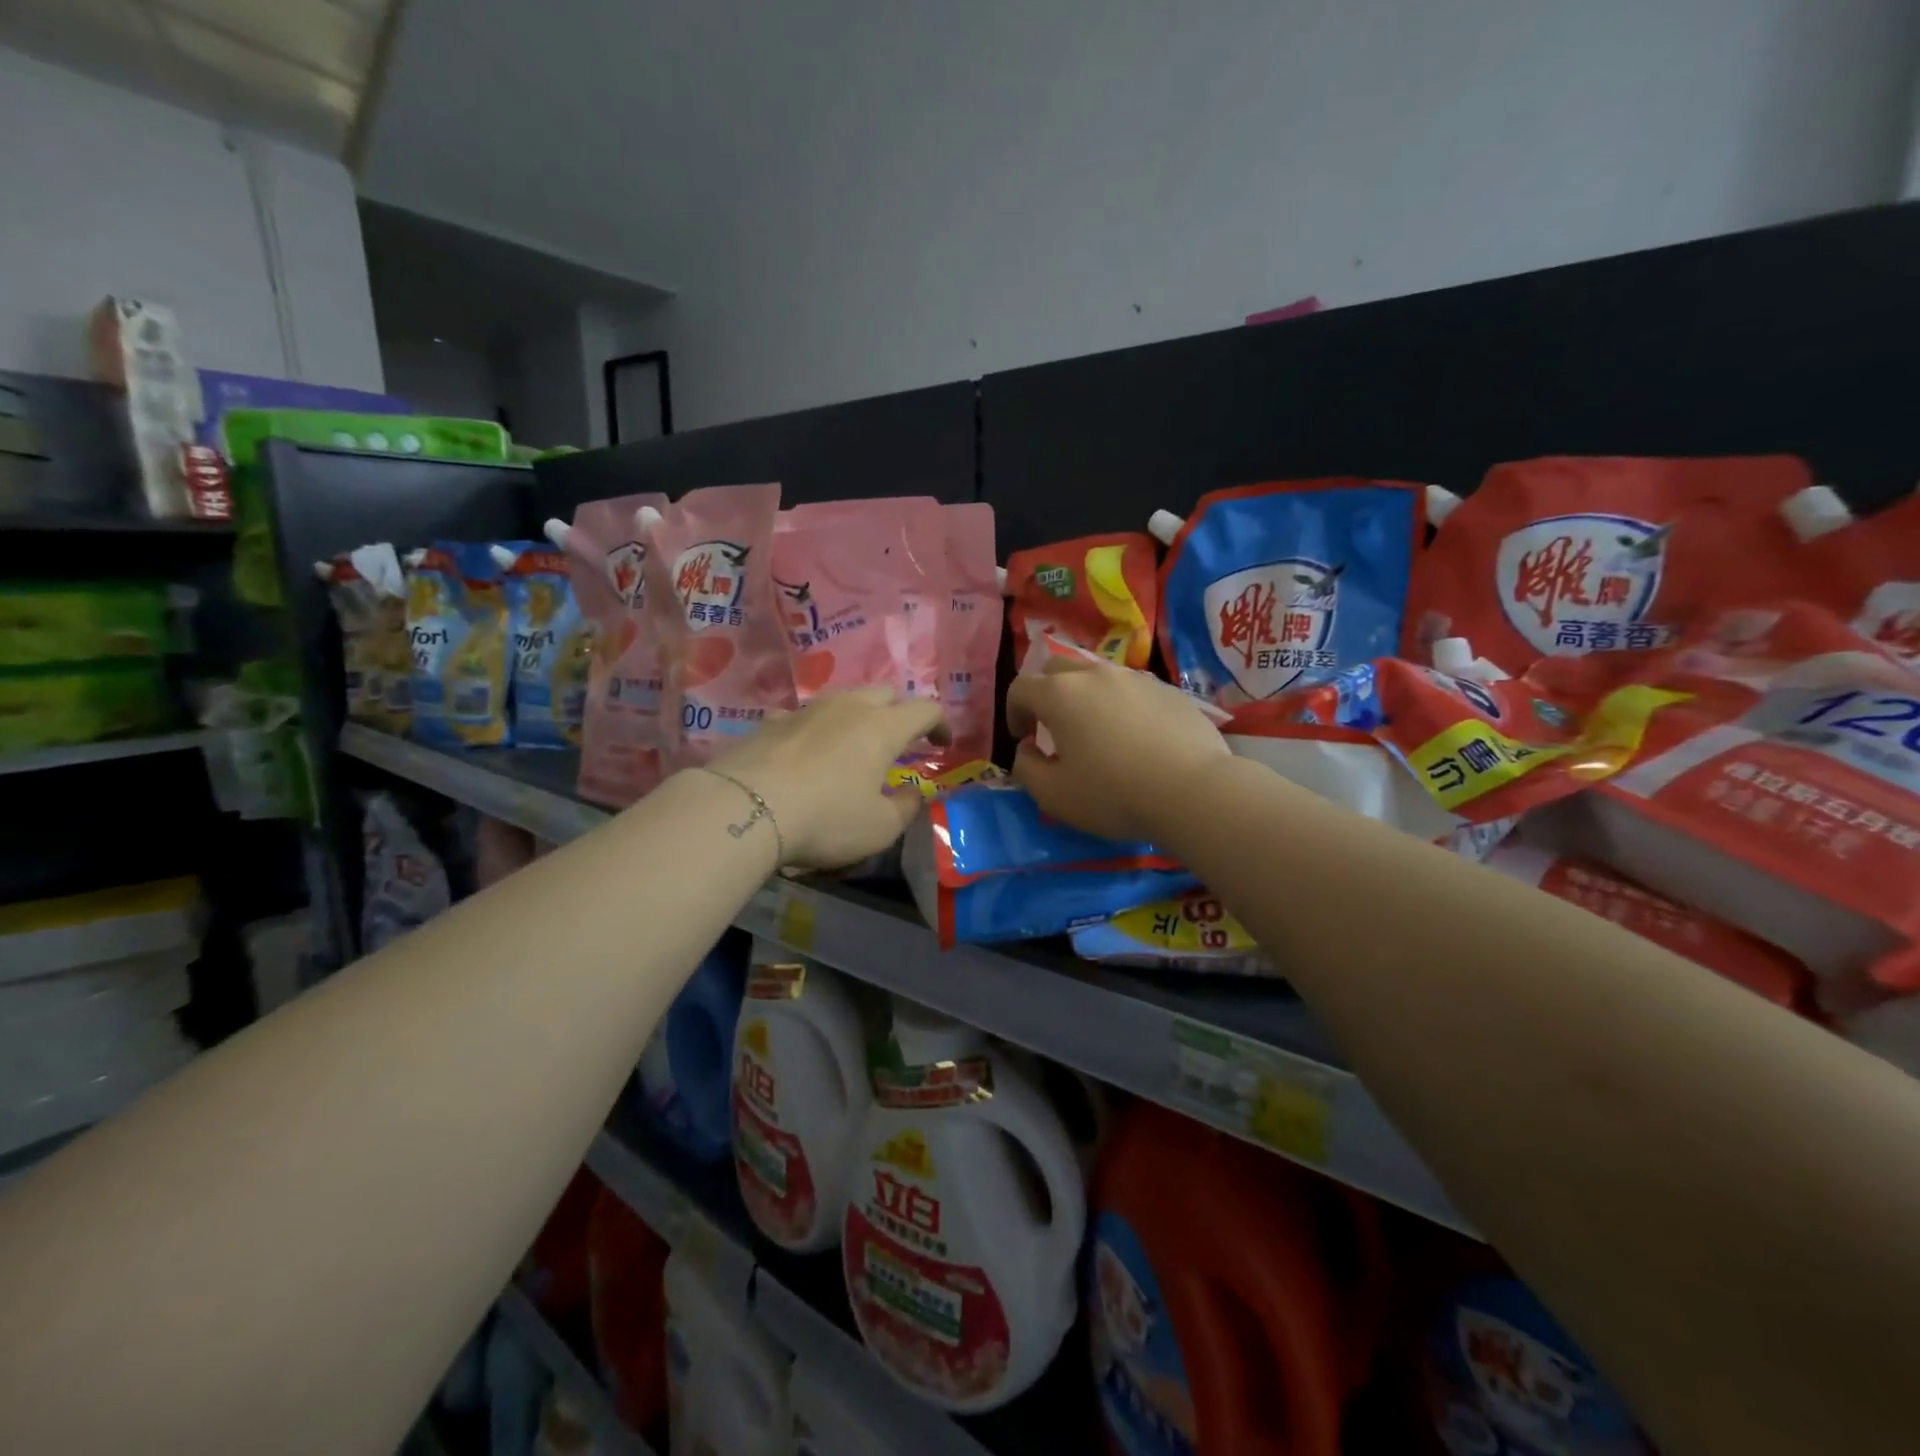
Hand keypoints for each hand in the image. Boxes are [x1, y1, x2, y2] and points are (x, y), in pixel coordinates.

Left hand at [708, 688, 947, 869]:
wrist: (744, 809)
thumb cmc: (826, 818)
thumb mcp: (880, 827)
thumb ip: (906, 807)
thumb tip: (914, 793)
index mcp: (883, 727)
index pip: (925, 709)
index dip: (940, 724)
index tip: (942, 745)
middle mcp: (848, 707)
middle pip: (885, 693)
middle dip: (900, 712)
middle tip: (901, 741)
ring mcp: (807, 710)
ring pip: (844, 699)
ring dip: (858, 716)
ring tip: (854, 745)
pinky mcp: (772, 722)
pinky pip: (805, 715)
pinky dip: (818, 728)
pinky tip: (808, 750)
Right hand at [1006, 657, 1228, 842]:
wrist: (1192, 791)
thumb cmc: (1113, 794)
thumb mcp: (1053, 795)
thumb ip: (1026, 768)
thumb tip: (1027, 750)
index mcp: (1060, 694)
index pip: (1021, 687)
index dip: (1014, 712)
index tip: (1024, 739)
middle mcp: (1095, 675)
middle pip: (1057, 669)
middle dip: (1046, 693)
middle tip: (1053, 727)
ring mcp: (1137, 679)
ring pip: (1099, 676)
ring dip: (1086, 697)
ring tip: (1097, 732)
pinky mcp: (1170, 691)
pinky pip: (1134, 691)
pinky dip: (1123, 707)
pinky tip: (1137, 739)